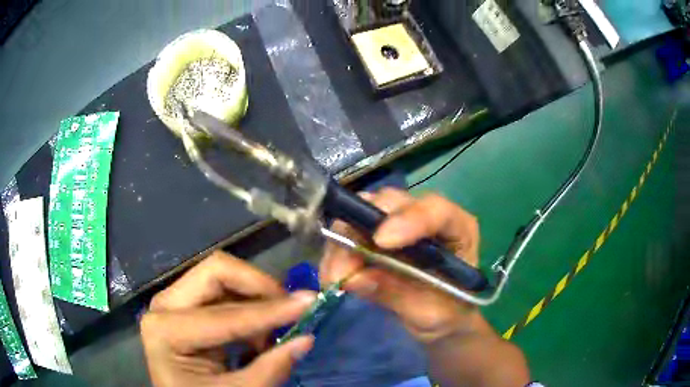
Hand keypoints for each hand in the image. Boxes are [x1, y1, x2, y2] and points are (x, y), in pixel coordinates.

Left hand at [141, 251, 315, 386]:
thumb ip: (270, 369)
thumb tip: (307, 339)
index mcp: (165, 330)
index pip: (224, 314)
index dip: (270, 310)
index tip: (309, 301)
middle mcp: (163, 305)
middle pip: (215, 272)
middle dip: (257, 285)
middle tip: (290, 305)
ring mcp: (173, 302)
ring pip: (219, 276)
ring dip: (254, 295)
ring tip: (277, 325)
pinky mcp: (185, 307)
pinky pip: (220, 291)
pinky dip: (246, 305)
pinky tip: (260, 331)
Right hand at [320, 188, 481, 343]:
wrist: (441, 320)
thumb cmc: (448, 314)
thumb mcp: (430, 312)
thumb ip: (396, 293)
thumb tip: (353, 278)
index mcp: (458, 229)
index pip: (435, 210)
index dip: (408, 219)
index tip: (381, 242)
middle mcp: (427, 216)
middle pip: (391, 204)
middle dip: (362, 231)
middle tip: (343, 269)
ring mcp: (399, 222)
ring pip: (363, 213)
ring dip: (343, 243)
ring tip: (334, 278)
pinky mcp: (377, 234)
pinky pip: (350, 231)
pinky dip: (337, 252)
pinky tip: (332, 275)